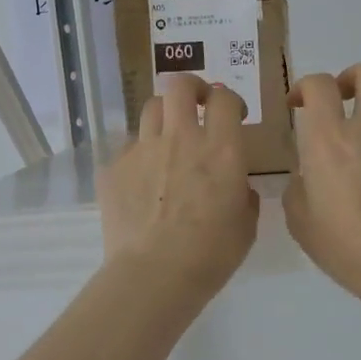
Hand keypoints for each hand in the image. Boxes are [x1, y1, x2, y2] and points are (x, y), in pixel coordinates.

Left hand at [97, 75, 258, 305]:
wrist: (154, 274)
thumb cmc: (210, 255)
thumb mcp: (245, 226)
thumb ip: (243, 194)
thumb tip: (235, 184)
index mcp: (221, 149)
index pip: (224, 99)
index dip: (229, 100)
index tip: (232, 114)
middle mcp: (181, 138)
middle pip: (180, 85)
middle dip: (191, 87)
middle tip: (197, 104)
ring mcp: (143, 149)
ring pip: (151, 108)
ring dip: (164, 116)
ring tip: (168, 138)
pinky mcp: (115, 167)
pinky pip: (129, 148)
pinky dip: (140, 156)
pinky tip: (143, 182)